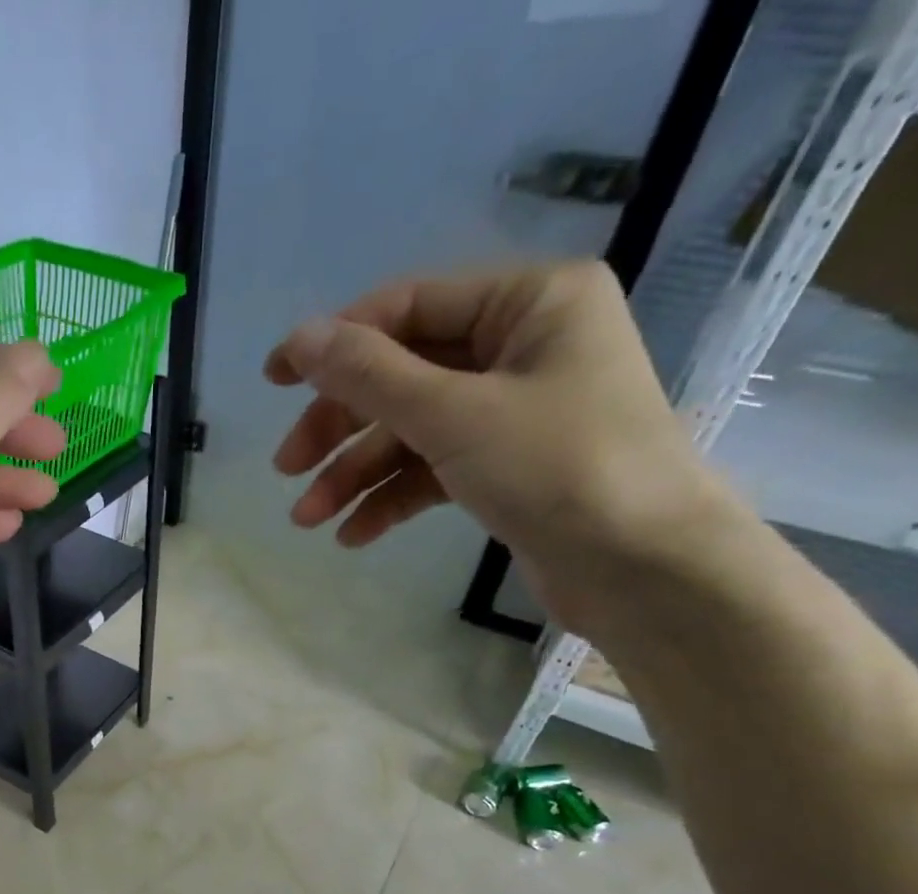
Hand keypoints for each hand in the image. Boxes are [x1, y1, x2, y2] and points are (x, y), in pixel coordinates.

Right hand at [265, 260, 731, 627]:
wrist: (643, 568)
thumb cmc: (559, 467)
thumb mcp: (454, 415)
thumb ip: (371, 374)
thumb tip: (300, 336)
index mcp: (527, 301)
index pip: (407, 307)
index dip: (335, 344)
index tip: (274, 381)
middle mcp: (521, 344)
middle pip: (402, 374)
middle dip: (341, 425)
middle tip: (287, 468)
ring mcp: (513, 409)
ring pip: (411, 429)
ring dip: (355, 474)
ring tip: (308, 519)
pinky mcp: (506, 466)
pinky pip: (433, 469)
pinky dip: (392, 498)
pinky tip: (354, 534)